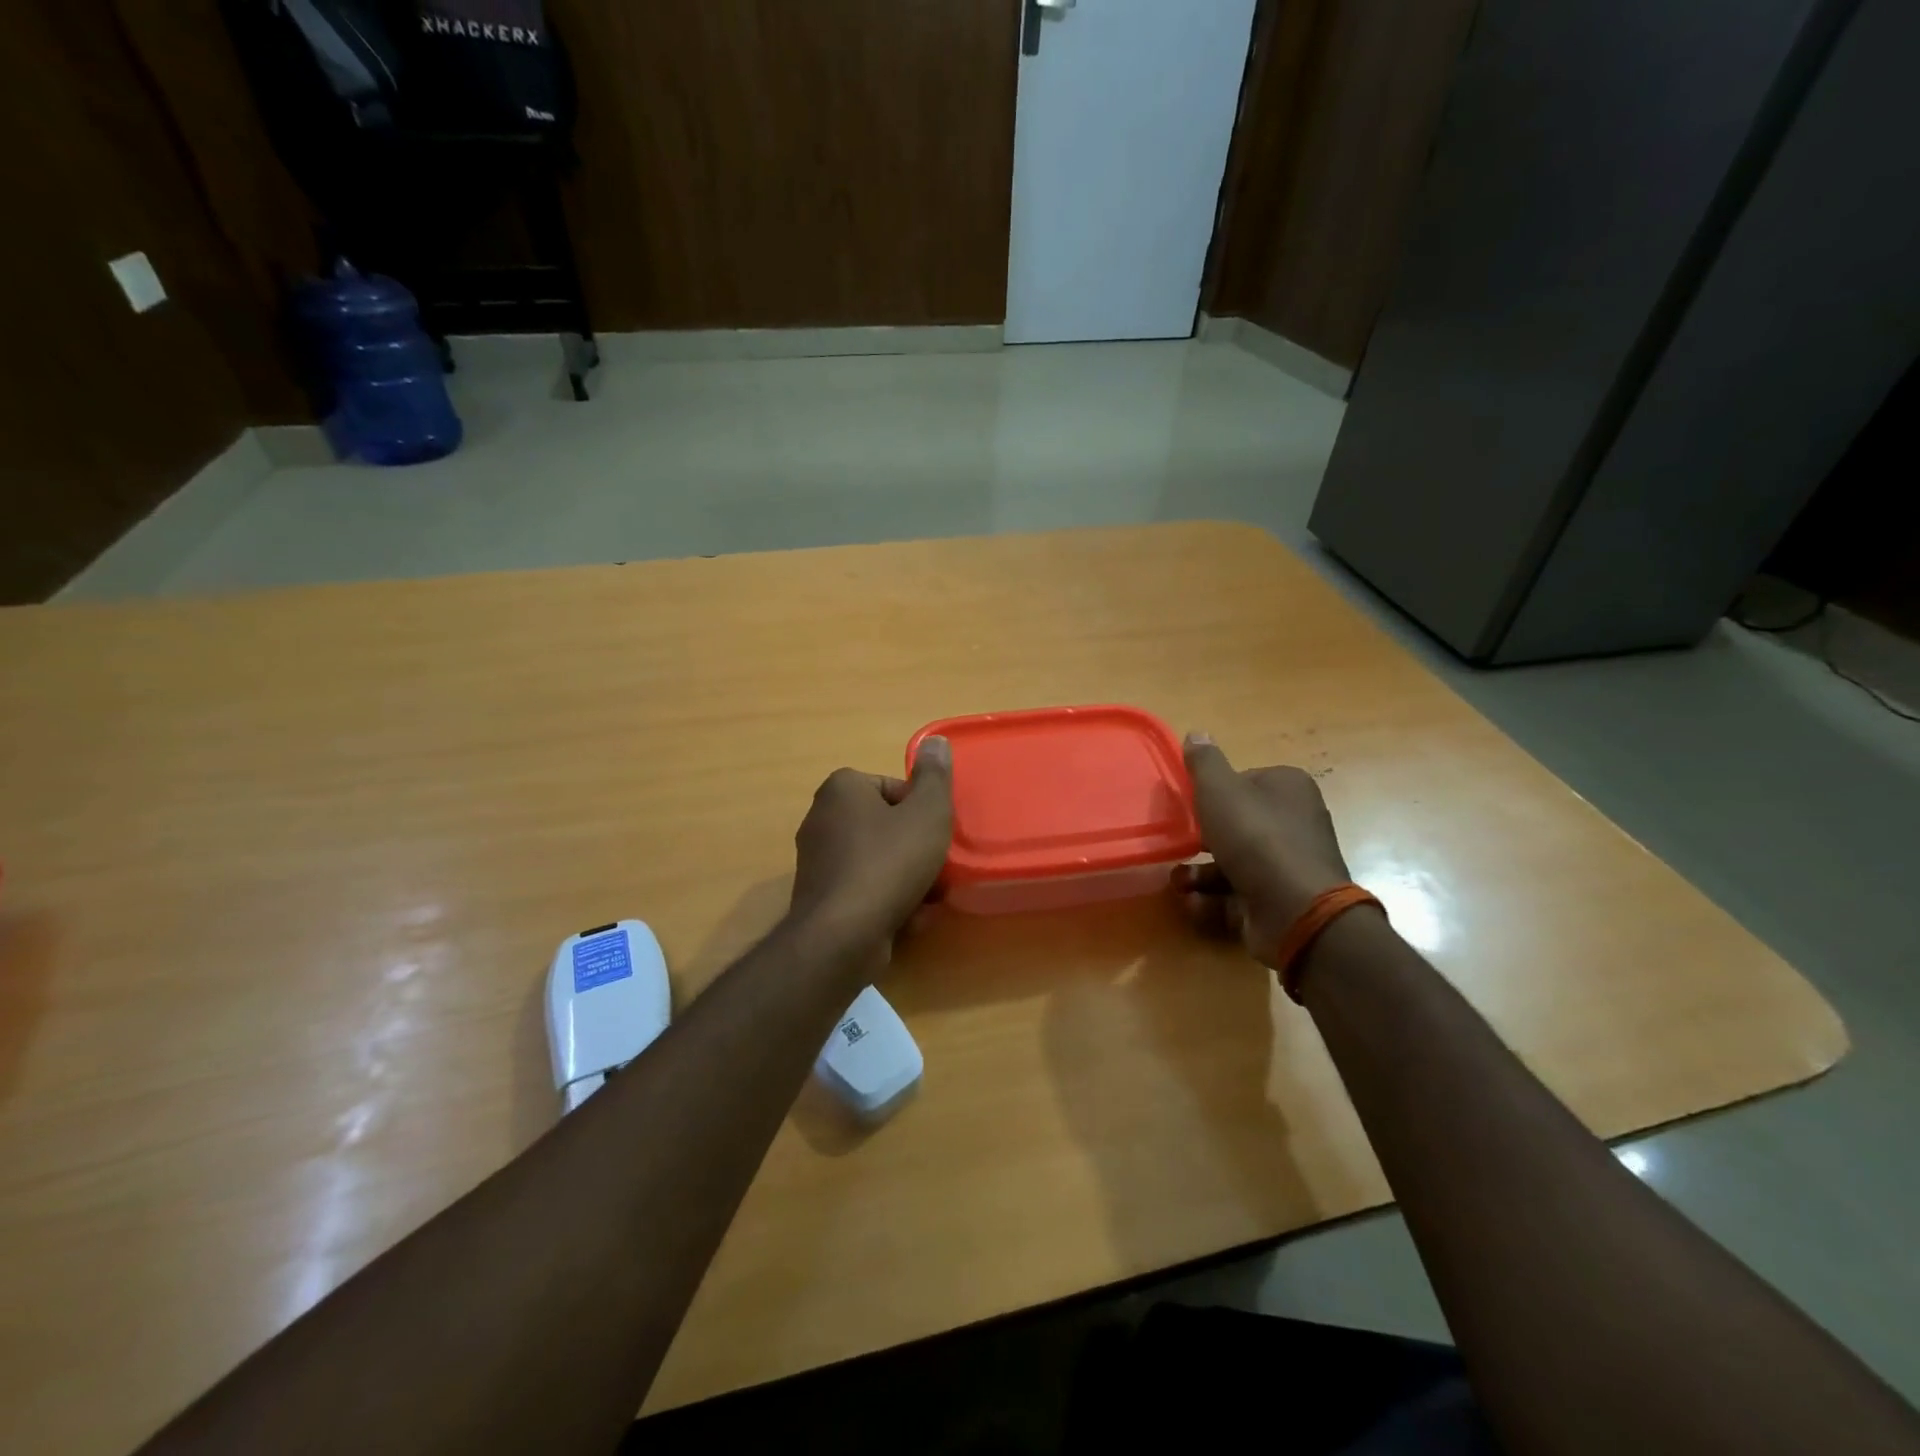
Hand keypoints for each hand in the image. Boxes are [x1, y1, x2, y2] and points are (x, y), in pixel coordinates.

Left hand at [788, 737, 953, 958]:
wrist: (842, 936)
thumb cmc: (889, 863)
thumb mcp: (927, 813)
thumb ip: (935, 777)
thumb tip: (936, 741)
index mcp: (841, 789)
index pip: (893, 788)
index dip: (922, 811)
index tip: (936, 834)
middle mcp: (821, 818)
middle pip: (887, 827)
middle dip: (917, 850)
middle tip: (938, 869)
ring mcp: (818, 861)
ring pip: (879, 862)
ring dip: (908, 880)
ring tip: (928, 900)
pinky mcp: (820, 898)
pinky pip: (864, 890)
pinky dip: (887, 902)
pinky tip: (908, 921)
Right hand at [1175, 733, 1351, 966]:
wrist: (1295, 910)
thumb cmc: (1255, 838)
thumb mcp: (1219, 791)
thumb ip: (1204, 763)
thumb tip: (1197, 733)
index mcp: (1289, 788)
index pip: (1244, 782)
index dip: (1213, 795)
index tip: (1190, 808)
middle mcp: (1295, 823)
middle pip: (1237, 825)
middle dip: (1201, 840)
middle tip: (1176, 845)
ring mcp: (1289, 866)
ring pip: (1234, 863)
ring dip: (1199, 874)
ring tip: (1178, 883)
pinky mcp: (1280, 902)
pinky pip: (1239, 895)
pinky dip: (1214, 901)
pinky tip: (1194, 904)